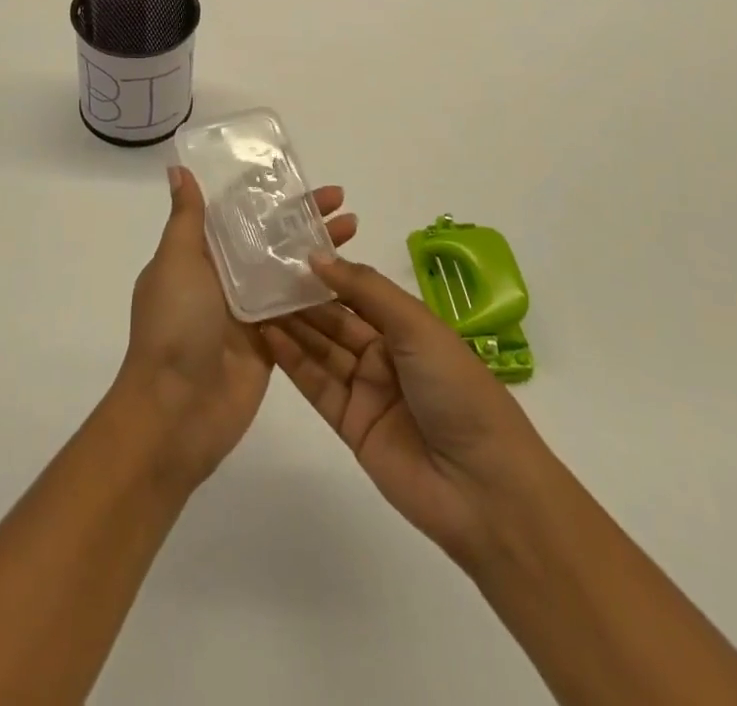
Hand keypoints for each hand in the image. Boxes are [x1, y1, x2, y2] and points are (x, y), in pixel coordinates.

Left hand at [114, 167, 357, 488]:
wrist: (175, 411)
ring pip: (289, 269)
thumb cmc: (174, 325)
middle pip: (270, 238)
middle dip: (303, 217)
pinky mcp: (272, 342)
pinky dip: (321, 290)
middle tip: (340, 200)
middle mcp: (225, 277)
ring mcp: (250, 311)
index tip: (297, 175)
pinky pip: (299, 308)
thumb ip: (187, 217)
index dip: (267, 192)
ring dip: (319, 248)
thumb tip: (178, 169)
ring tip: (353, 228)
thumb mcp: (175, 261)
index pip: (238, 212)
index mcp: (199, 255)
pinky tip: (350, 273)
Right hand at [263, 254, 554, 570]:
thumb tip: (316, 256)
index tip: (286, 250)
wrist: (483, 487)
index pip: (357, 292)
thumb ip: (364, 290)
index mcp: (407, 326)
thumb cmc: (457, 388)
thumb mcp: (416, 326)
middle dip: (301, 298)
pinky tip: (268, 334)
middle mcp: (385, 354)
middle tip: (259, 272)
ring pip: (322, 350)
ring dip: (291, 325)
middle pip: (335, 320)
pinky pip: (317, 385)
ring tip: (253, 297)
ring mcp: (367, 390)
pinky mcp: (350, 425)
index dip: (325, 273)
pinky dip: (293, 361)